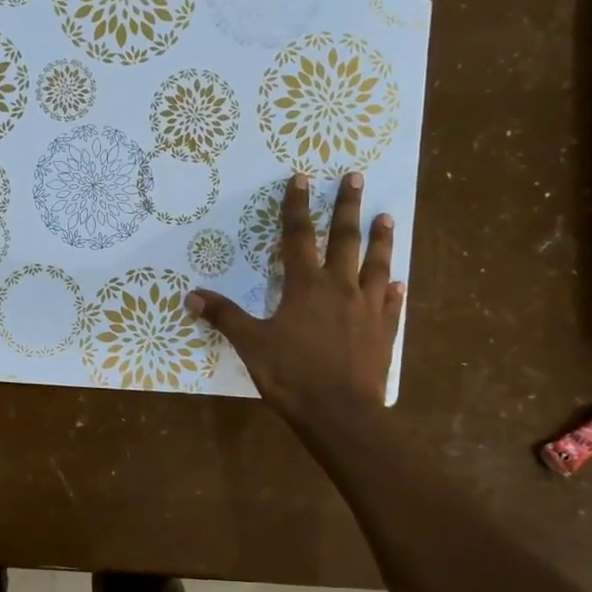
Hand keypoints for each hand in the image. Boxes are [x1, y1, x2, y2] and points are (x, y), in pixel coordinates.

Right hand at [185, 172, 405, 422]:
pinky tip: (399, 282)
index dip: (297, 206)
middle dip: (347, 206)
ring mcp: (368, 308)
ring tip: (386, 216)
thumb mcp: (251, 344)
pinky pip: (392, 303)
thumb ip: (224, 316)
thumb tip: (191, 294)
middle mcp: (341, 287)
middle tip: (355, 176)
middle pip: (346, 239)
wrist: (340, 414)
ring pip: (377, 264)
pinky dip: (394, 289)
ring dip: (381, 239)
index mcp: (306, 286)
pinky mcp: (384, 331)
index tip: (302, 179)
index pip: (299, 236)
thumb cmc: (292, 375)